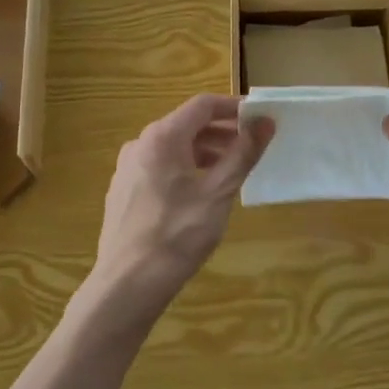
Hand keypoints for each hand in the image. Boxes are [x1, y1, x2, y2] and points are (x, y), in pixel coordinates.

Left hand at [93, 95, 272, 313]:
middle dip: (222, 132)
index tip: (261, 119)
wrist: (127, 283)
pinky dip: (185, 169)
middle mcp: (140, 144)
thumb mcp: (218, 192)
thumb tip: (265, 123)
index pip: (203, 105)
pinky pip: (160, 167)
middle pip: (187, 125)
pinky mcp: (124, 191)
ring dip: (205, 152)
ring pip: (173, 148)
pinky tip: (201, 193)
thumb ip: (243, 154)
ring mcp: (127, 168)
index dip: (234, 108)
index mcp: (162, 137)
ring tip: (232, 172)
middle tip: (253, 148)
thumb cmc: (178, 233)